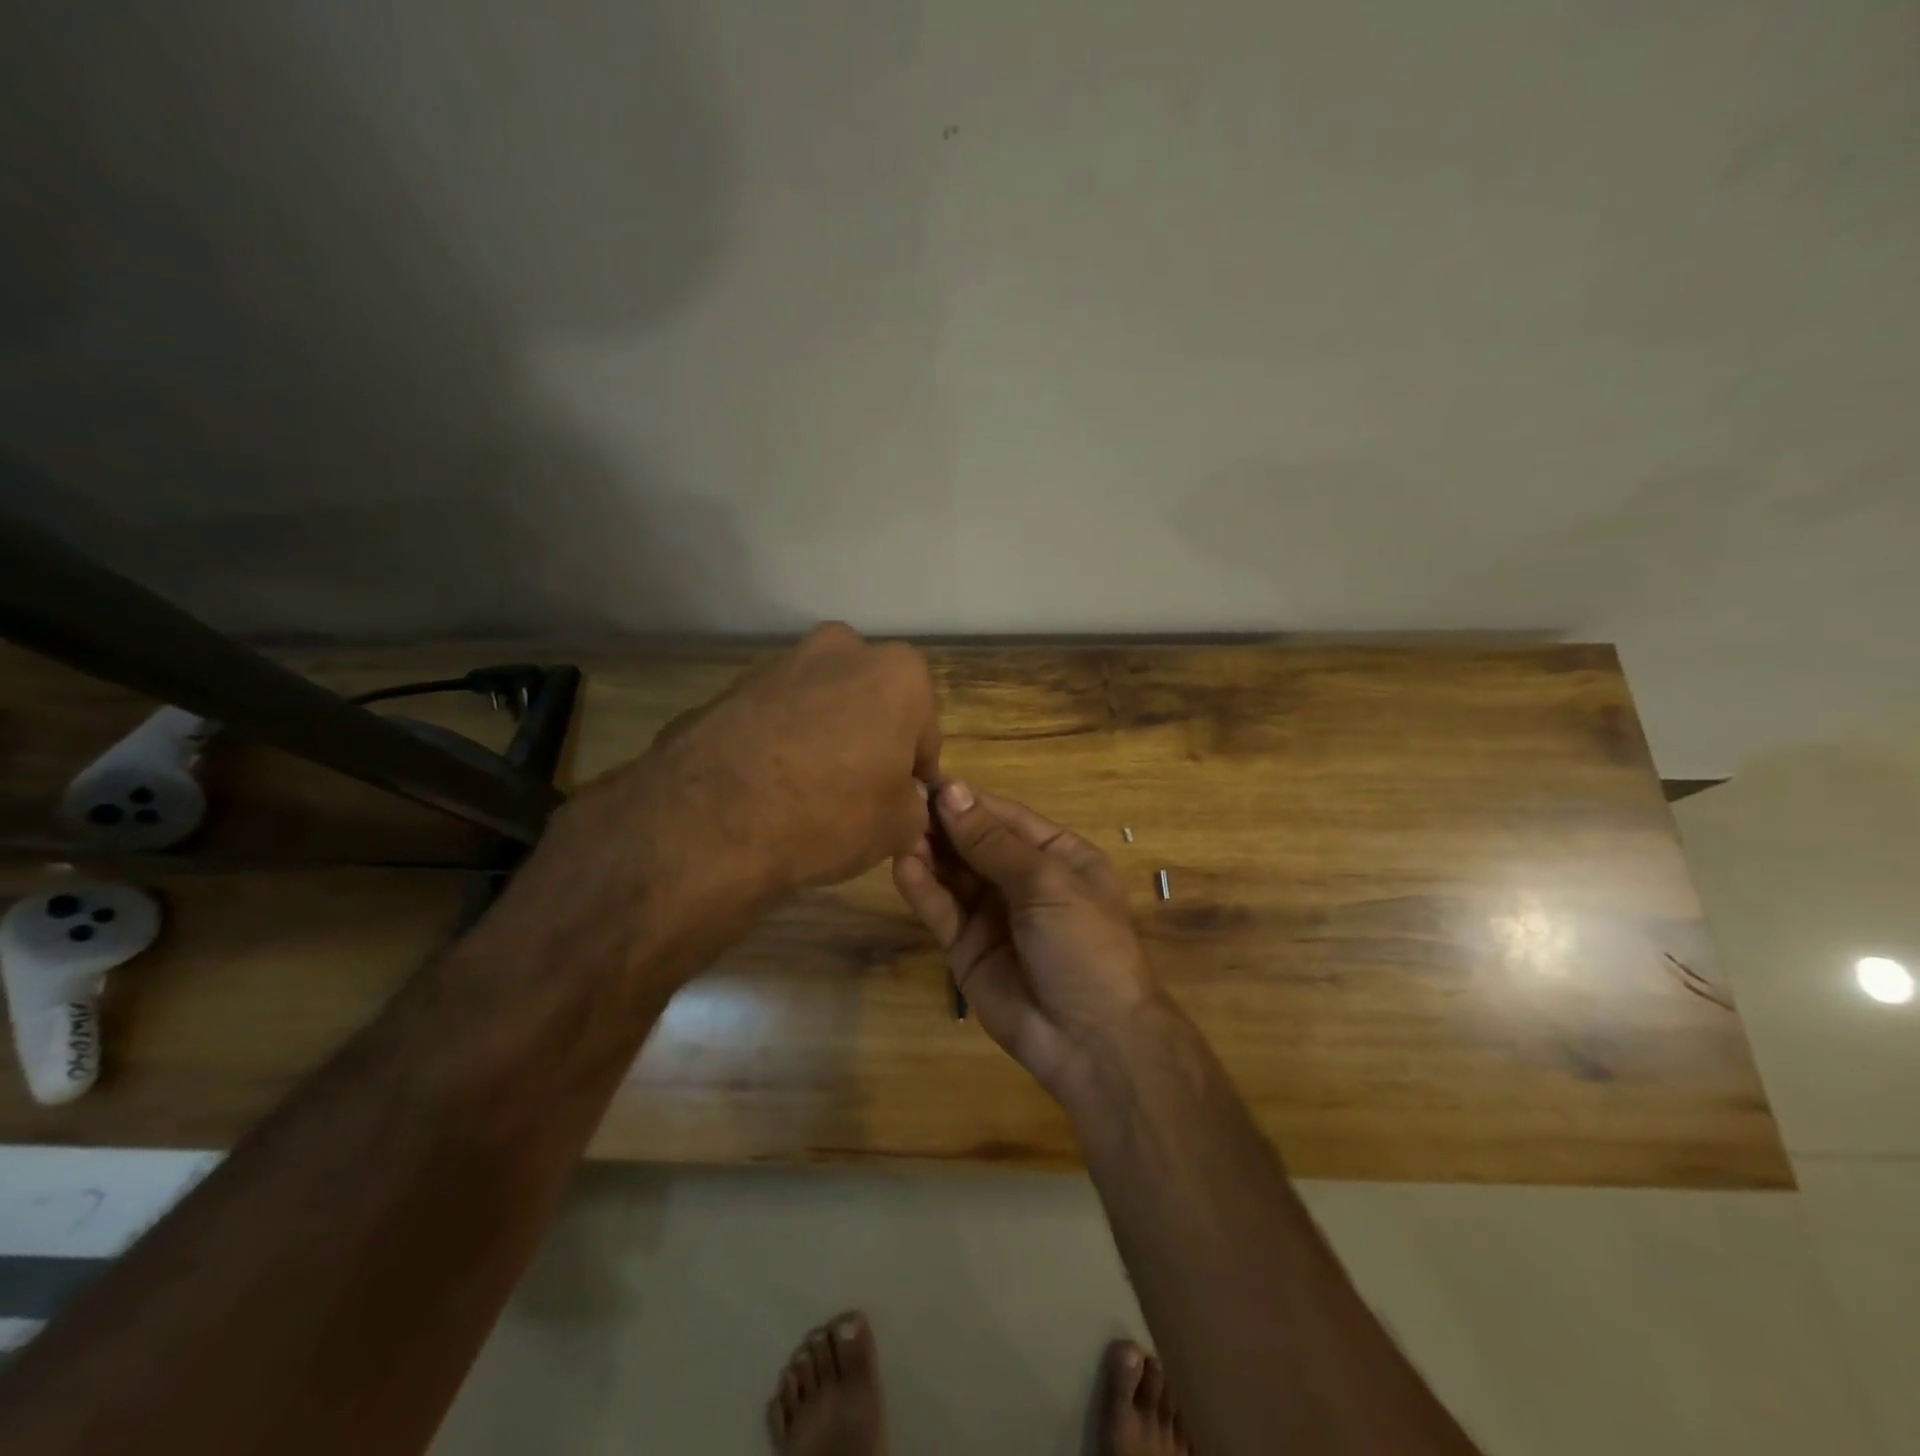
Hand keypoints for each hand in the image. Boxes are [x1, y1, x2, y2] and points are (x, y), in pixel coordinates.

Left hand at [561, 623, 940, 908]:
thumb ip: (913, 803)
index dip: (916, 766)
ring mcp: (781, 662)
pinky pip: (775, 714)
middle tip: (858, 787)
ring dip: (823, 732)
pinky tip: (769, 782)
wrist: (713, 820)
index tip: (903, 797)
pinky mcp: (732, 685)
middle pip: (871, 700)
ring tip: (808, 787)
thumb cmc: (830, 813)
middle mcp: (842, 650)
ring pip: (821, 701)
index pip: (924, 726)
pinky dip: (780, 738)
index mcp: (897, 673)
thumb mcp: (898, 826)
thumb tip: (903, 800)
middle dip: (870, 736)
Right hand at [892, 781, 1160, 1103]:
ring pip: (954, 875)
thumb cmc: (1084, 943)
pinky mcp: (967, 949)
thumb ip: (992, 841)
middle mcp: (1024, 880)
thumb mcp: (1046, 882)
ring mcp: (994, 915)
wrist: (1092, 1040)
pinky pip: (942, 911)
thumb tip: (951, 791)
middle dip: (943, 825)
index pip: (1006, 817)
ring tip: (897, 831)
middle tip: (902, 803)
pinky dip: (923, 890)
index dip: (969, 800)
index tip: (928, 780)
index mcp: (1058, 856)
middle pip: (975, 844)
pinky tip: (903, 866)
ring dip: (929, 853)